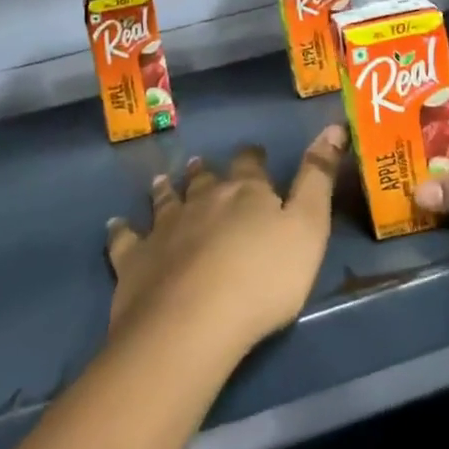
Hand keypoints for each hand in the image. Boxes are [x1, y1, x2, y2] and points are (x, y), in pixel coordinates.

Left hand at [105, 127, 342, 360]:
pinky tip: (115, 225)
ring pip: (165, 199)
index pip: (250, 165)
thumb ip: (318, 179)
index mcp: (245, 193)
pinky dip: (120, 230)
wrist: (193, 322)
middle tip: (202, 165)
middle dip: (206, 173)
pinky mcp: (135, 259)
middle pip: (204, 180)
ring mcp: (164, 227)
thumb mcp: (308, 227)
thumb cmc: (264, 278)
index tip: (253, 154)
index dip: (252, 159)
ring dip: (166, 190)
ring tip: (163, 181)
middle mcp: (202, 200)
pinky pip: (124, 239)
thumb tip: (333, 126)